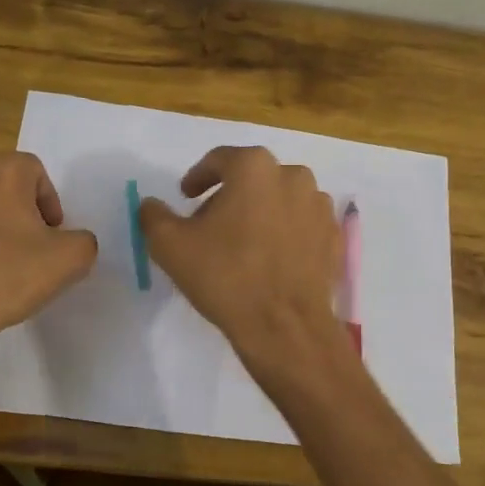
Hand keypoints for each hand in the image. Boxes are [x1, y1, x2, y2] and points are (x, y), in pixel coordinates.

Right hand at [138, 146, 345, 357]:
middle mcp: (293, 176)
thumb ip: (154, 216)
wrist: (284, 326)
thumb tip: (150, 204)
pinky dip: (285, 232)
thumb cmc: (225, 276)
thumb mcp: (170, 245)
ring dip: (260, 212)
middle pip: (252, 178)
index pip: (219, 160)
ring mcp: (319, 206)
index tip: (186, 196)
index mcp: (254, 168)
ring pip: (280, 199)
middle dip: (229, 195)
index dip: (198, 178)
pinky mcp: (334, 235)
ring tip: (242, 243)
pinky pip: (302, 224)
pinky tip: (270, 258)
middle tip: (210, 224)